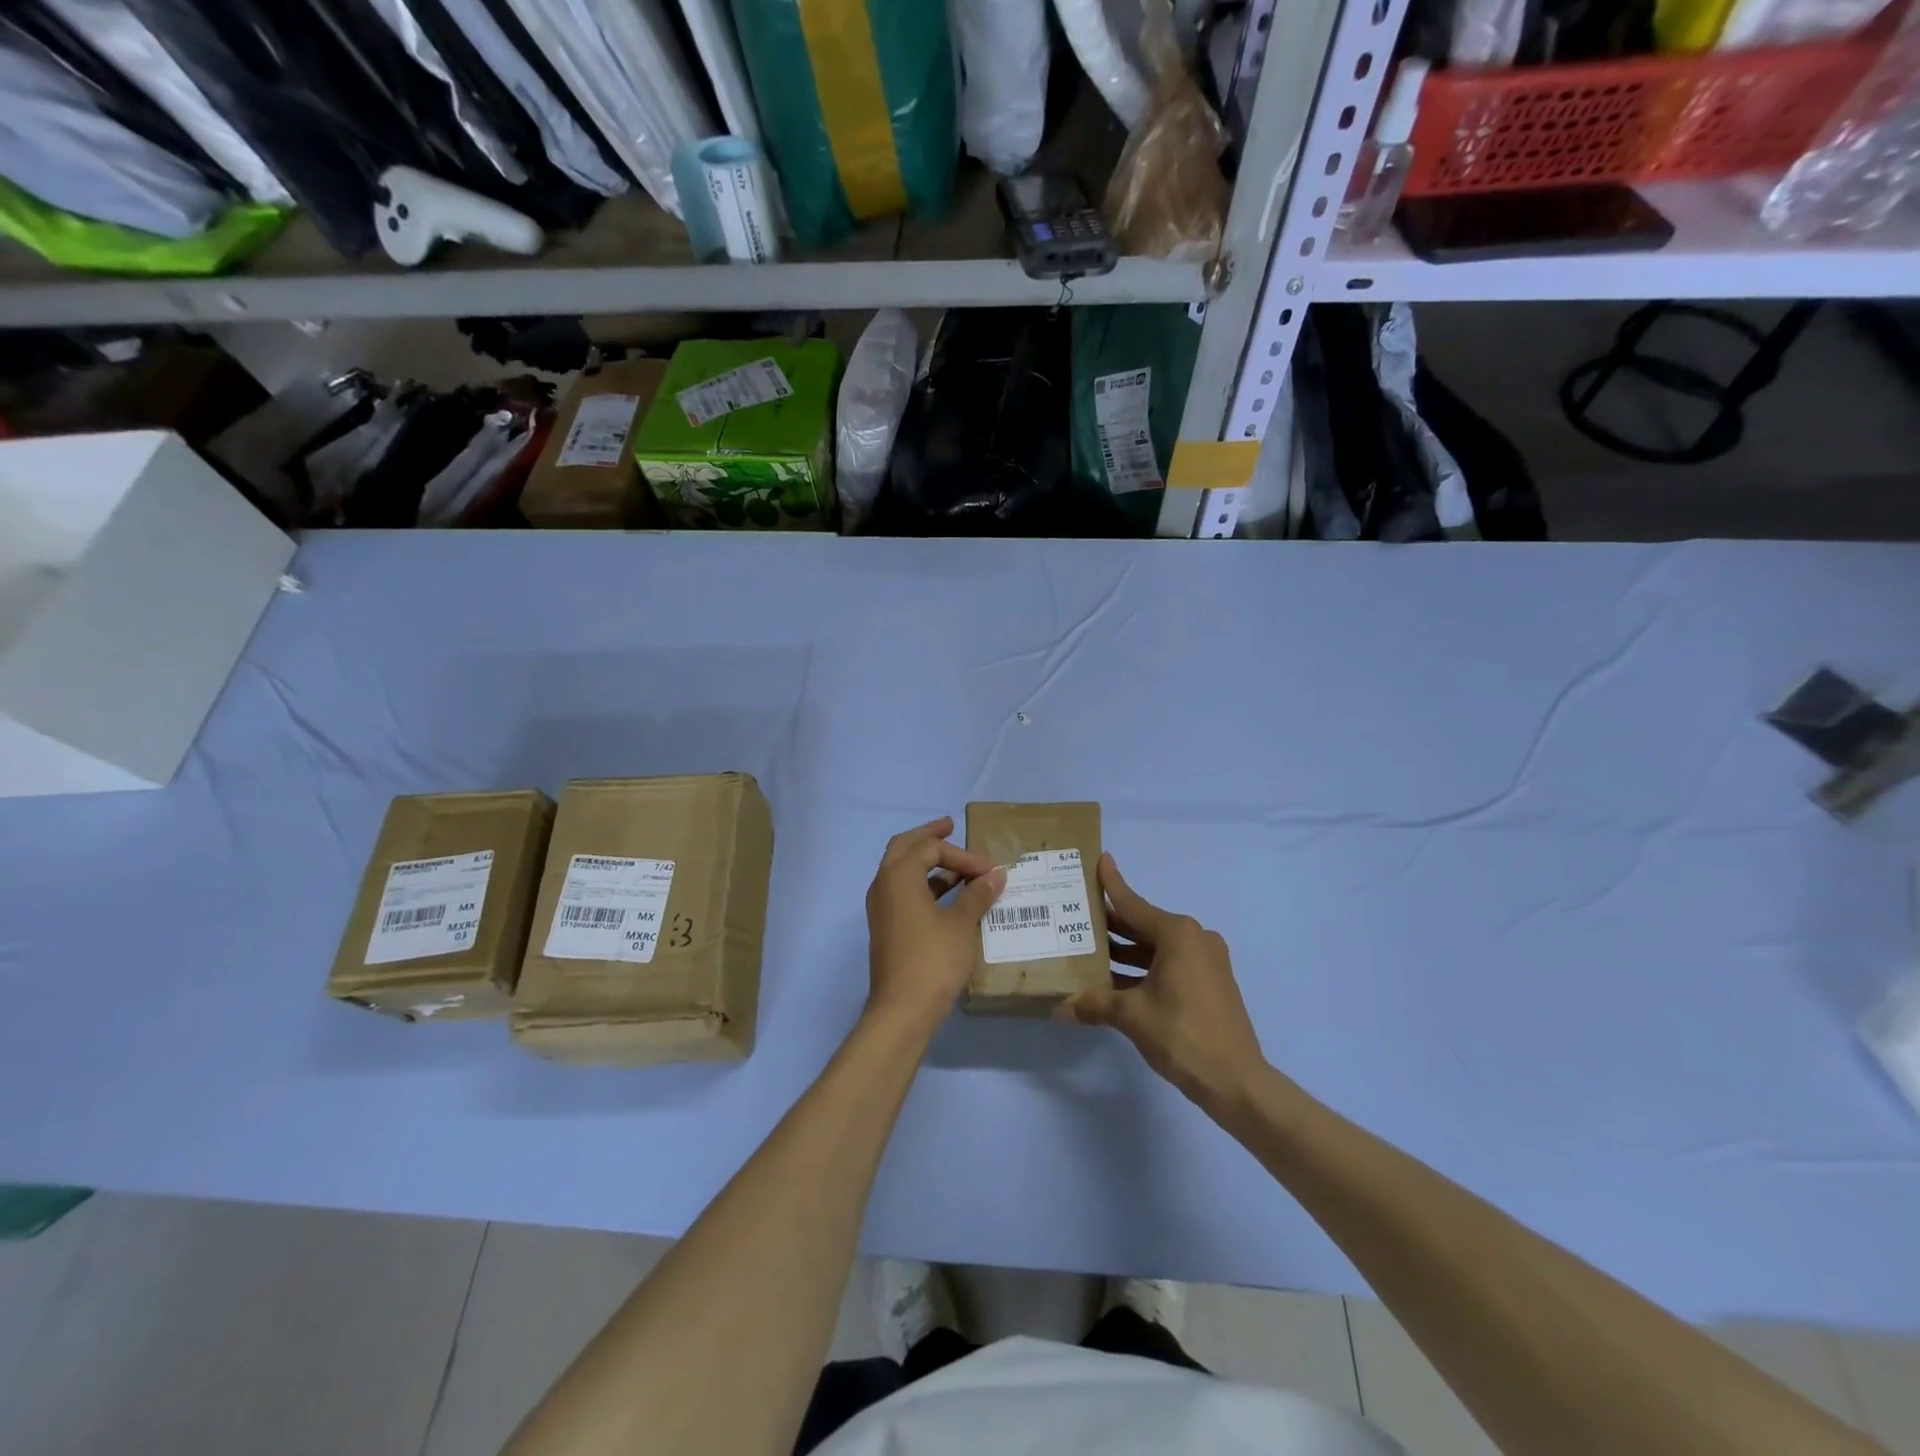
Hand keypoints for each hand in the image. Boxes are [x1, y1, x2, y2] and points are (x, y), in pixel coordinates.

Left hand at [864, 817, 1005, 1032]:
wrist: (902, 1010)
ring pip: (901, 870)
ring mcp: (881, 907)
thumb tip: (996, 875)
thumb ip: (978, 895)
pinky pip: (903, 891)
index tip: (989, 870)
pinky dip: (924, 884)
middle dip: (930, 838)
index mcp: (899, 875)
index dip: (962, 854)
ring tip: (958, 867)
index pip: (930, 848)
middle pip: (905, 847)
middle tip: (951, 828)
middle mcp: (883, 884)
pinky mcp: (886, 926)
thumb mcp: (962, 924)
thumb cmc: (933, 960)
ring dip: (928, 863)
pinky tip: (948, 896)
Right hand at [1060, 854, 1265, 1109]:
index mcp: (1178, 934)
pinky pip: (1170, 964)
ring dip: (1126, 951)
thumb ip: (1094, 1004)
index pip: (1134, 904)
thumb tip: (1058, 1009)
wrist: (1236, 1081)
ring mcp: (1206, 961)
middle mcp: (1194, 939)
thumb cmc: (1182, 1034)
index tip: (1100, 859)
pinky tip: (1116, 980)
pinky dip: (1144, 968)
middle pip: (1144, 925)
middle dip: (1112, 924)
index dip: (1113, 884)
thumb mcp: (1131, 1016)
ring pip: (1156, 948)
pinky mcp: (1210, 983)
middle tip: (1079, 916)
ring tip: (1090, 951)